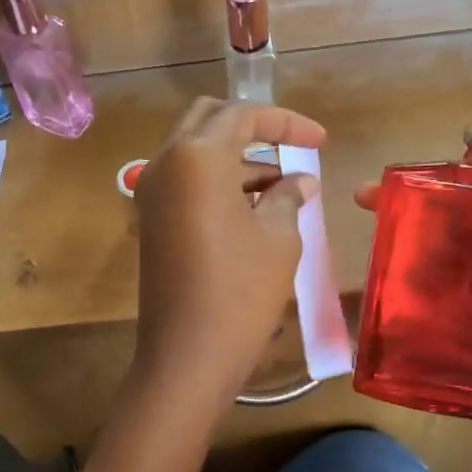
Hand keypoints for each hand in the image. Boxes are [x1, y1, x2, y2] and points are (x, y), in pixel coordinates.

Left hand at [134, 98, 325, 414]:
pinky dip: (218, 183)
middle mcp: (165, 164)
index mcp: (197, 157)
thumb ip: (288, 196)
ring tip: (283, 186)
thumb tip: (299, 180)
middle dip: (252, 128)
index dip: (286, 122)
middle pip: (209, 121)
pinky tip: (254, 207)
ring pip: (195, 152)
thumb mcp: (278, 238)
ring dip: (236, 158)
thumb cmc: (240, 292)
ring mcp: (151, 194)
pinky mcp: (151, 222)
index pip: (243, 115)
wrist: (187, 356)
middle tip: (291, 148)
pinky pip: (186, 183)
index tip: (320, 140)